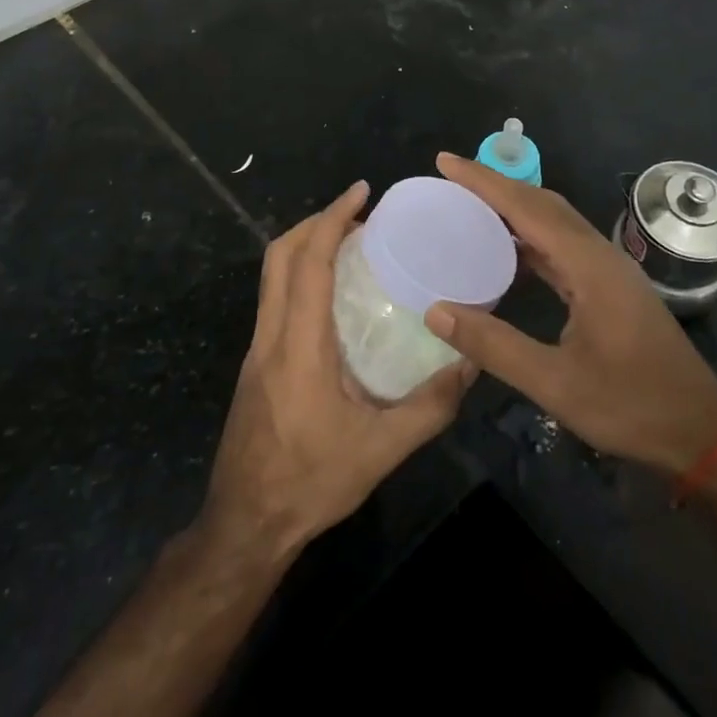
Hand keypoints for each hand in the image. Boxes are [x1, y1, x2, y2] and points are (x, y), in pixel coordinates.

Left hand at [203, 180, 474, 557]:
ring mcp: (258, 349)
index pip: (307, 262)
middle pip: (279, 256)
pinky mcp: (256, 365)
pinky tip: (333, 296)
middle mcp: (271, 336)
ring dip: (305, 247)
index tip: (361, 192)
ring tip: (351, 245)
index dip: (331, 218)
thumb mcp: (381, 450)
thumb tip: (471, 363)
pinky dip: (300, 275)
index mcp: (299, 345)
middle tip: (359, 214)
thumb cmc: (310, 483)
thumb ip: (430, 407)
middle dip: (315, 222)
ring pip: (272, 276)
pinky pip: (275, 299)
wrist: (245, 525)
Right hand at [424, 154, 716, 474]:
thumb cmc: (631, 406)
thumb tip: (436, 311)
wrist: (699, 432)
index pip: (528, 208)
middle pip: (543, 204)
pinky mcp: (611, 287)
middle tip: (452, 179)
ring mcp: (609, 270)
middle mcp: (601, 255)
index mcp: (590, 266)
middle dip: (497, 186)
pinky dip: (531, 238)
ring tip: (470, 207)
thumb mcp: (556, 383)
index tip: (446, 161)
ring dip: (514, 209)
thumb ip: (495, 346)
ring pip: (556, 223)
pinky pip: (563, 247)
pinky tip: (508, 253)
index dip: (485, 181)